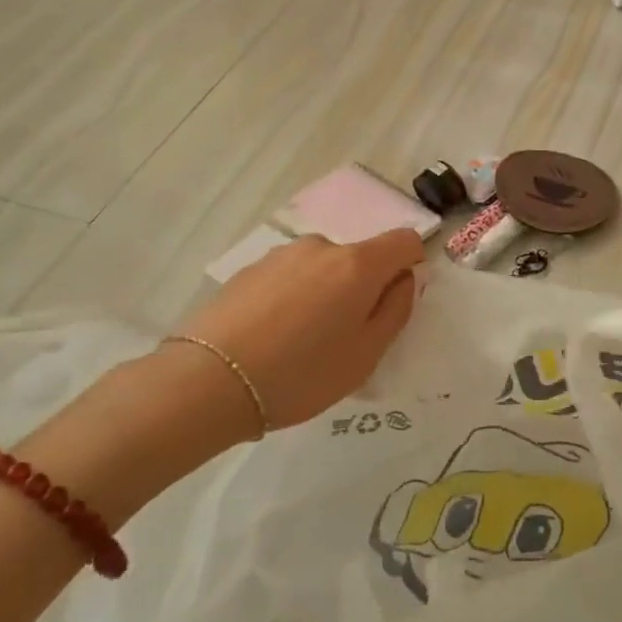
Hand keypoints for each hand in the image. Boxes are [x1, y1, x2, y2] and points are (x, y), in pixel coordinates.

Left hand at [177, 230, 424, 430]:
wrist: (210, 381)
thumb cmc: (302, 373)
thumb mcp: (366, 354)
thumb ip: (396, 309)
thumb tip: (404, 278)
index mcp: (358, 264)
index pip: (404, 240)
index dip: (411, 264)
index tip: (396, 300)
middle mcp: (322, 247)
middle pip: (360, 257)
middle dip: (362, 288)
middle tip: (343, 338)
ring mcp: (281, 255)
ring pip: (322, 268)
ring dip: (325, 293)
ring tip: (300, 342)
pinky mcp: (249, 269)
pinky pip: (289, 278)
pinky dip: (293, 298)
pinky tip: (271, 337)